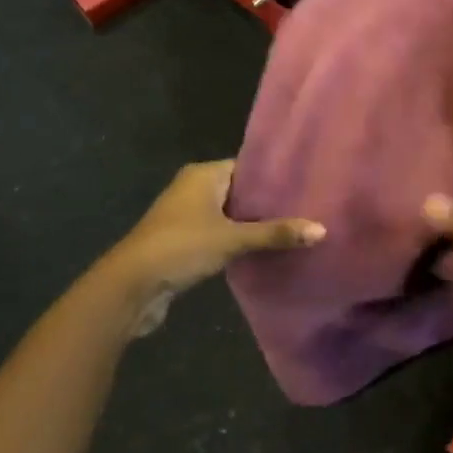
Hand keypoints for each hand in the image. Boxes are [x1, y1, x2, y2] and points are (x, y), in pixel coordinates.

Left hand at [105, 161, 322, 334]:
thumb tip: (321, 230)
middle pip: (238, 190)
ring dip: (250, 224)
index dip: (272, 176)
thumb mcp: (232, 239)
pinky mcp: (182, 242)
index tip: (304, 184)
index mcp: (203, 174)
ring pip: (228, 215)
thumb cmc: (181, 247)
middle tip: (305, 209)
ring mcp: (185, 216)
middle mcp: (192, 188)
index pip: (246, 166)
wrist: (130, 287)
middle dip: (266, 202)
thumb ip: (275, 233)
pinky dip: (236, 241)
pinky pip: (218, 234)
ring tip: (290, 230)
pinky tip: (261, 251)